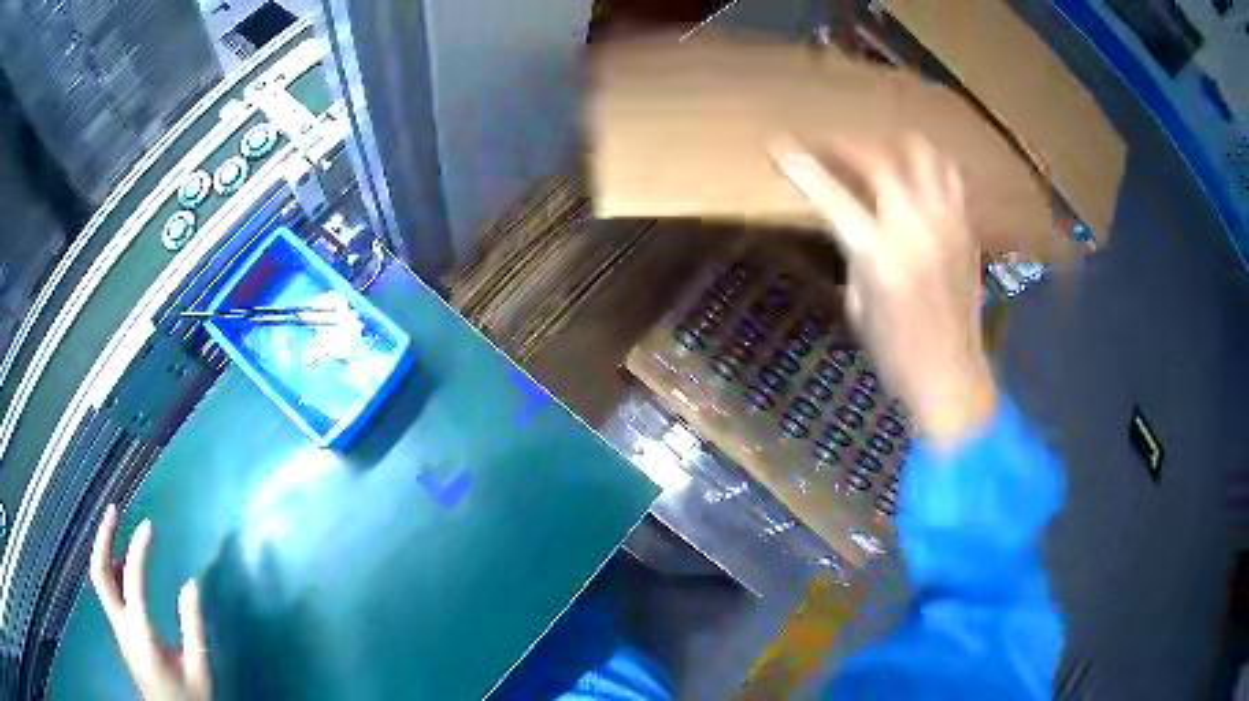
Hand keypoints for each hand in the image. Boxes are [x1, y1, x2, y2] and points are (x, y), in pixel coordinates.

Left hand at [90, 504, 211, 700]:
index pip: (133, 580)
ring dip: (104, 549)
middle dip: (103, 537)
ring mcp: (117, 629)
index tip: (150, 525)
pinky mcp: (120, 633)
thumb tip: (192, 583)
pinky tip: (123, 566)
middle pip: (99, 572)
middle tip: (114, 510)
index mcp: (141, 635)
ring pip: (99, 580)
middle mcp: (122, 626)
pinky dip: (110, 568)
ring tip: (116, 529)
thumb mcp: (199, 670)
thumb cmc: (189, 700)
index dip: (139, 549)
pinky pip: (107, 591)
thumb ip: (194, 628)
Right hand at [773, 135, 995, 449]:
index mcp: (879, 255)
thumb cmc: (896, 353)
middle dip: (845, 145)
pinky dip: (928, 167)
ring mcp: (947, 222)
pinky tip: (916, 179)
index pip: (832, 196)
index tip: (778, 146)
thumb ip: (852, 254)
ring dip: (894, 146)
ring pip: (923, 154)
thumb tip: (846, 223)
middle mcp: (916, 227)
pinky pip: (949, 176)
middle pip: (878, 159)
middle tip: (827, 146)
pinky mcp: (967, 227)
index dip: (801, 167)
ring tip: (879, 155)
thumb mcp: (857, 305)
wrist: (952, 377)